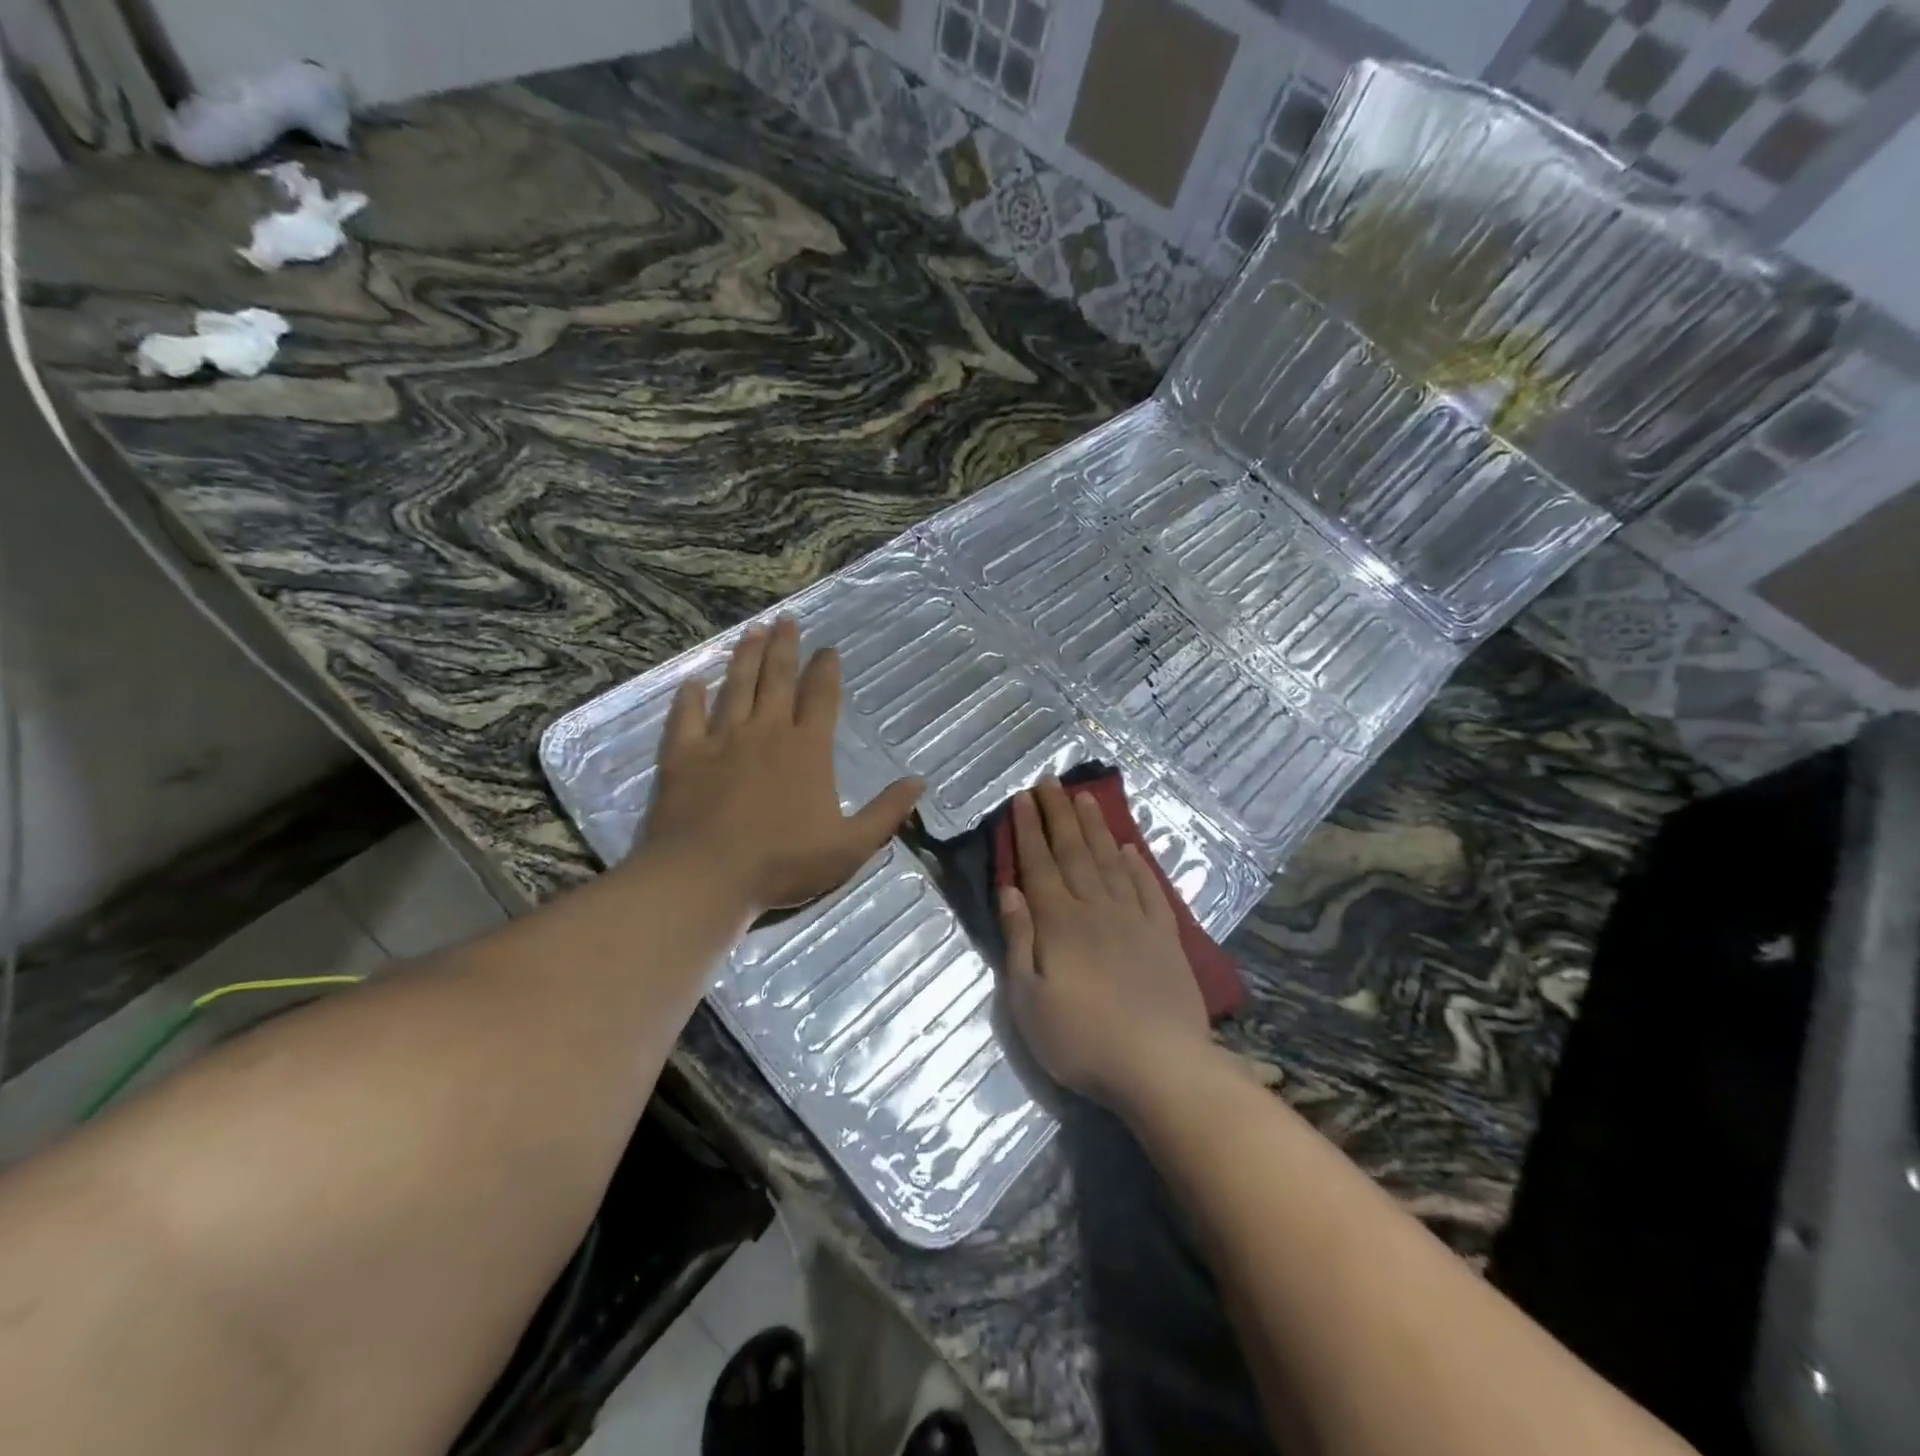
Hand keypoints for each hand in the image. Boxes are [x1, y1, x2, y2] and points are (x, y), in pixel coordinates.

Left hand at [642, 617, 922, 915]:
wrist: (706, 876)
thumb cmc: (783, 862)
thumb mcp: (850, 846)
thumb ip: (886, 812)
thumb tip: (919, 782)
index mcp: (808, 749)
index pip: (822, 697)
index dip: (827, 670)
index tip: (829, 649)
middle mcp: (766, 731)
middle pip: (778, 679)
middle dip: (784, 648)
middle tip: (786, 621)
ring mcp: (722, 739)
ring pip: (736, 686)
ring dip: (745, 657)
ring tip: (752, 631)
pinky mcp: (684, 755)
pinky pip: (686, 716)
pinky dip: (690, 698)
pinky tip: (693, 682)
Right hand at [998, 780, 1213, 1110]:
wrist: (1161, 1067)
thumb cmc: (1082, 1041)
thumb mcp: (1028, 1001)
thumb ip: (1019, 940)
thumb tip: (1010, 891)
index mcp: (1060, 922)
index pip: (1039, 864)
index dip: (1028, 829)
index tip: (1022, 797)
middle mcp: (1096, 908)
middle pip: (1074, 851)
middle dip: (1058, 813)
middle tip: (1049, 781)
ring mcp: (1135, 919)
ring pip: (1110, 861)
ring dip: (1095, 827)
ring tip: (1085, 798)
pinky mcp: (1165, 936)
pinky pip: (1148, 889)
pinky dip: (1137, 865)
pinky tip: (1129, 849)